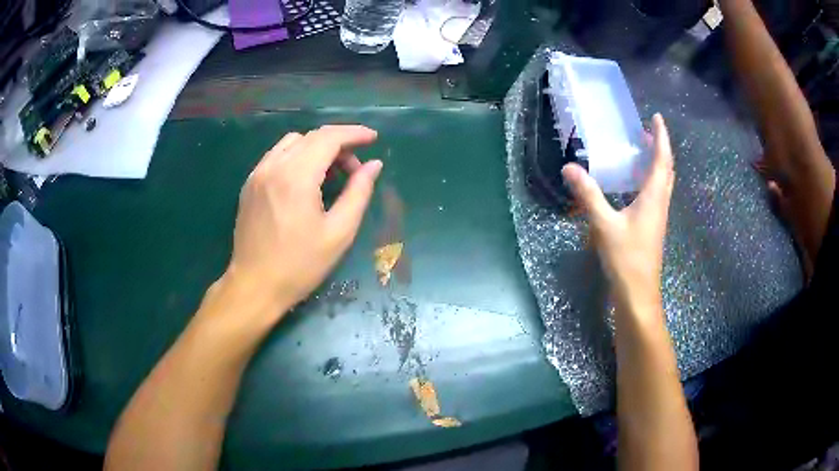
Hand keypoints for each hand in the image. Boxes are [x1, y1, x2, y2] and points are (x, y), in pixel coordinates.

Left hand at [223, 125, 381, 317]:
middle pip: (312, 137)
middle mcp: (274, 166)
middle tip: (356, 168)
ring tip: (331, 173)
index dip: (354, 134)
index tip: (373, 138)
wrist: (255, 286)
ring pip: (292, 142)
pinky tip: (305, 179)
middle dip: (339, 144)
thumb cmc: (300, 265)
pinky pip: (276, 156)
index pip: (329, 138)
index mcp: (297, 177)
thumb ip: (358, 192)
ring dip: (317, 148)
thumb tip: (374, 165)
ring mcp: (257, 174)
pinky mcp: (250, 184)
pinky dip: (297, 156)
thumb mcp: (339, 233)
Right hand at [562, 114, 674, 316]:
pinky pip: (656, 194)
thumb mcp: (604, 225)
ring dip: (656, 163)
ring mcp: (658, 217)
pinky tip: (634, 184)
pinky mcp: (652, 227)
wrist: (638, 294)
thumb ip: (588, 195)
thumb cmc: (626, 259)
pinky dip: (650, 180)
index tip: (656, 117)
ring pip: (663, 182)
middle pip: (666, 169)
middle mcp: (660, 203)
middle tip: (647, 132)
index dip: (661, 137)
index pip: (661, 159)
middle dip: (659, 147)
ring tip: (642, 151)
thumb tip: (569, 168)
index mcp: (654, 197)